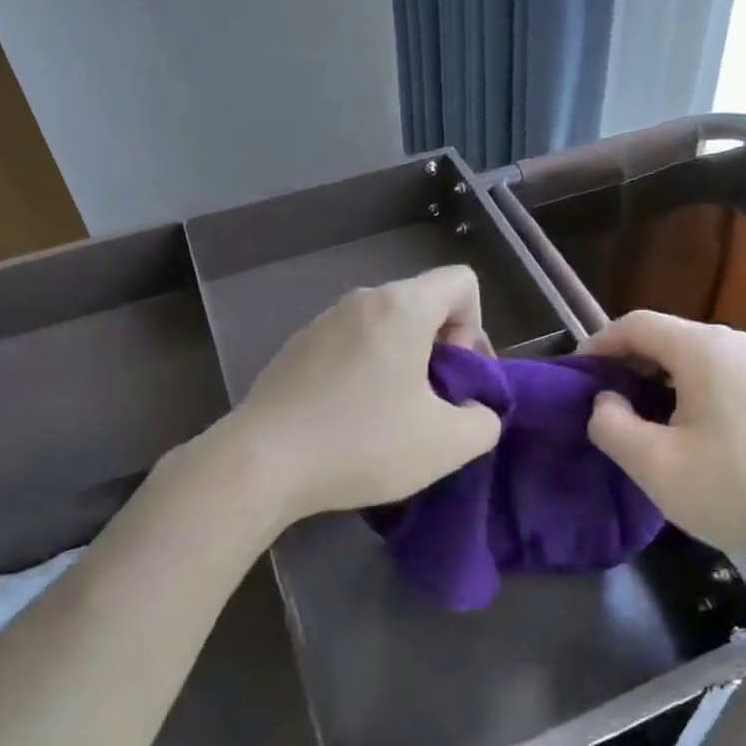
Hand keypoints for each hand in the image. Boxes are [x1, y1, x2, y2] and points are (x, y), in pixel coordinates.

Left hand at [221, 266, 501, 522]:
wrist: (261, 463)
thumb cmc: (363, 444)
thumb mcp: (447, 445)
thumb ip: (484, 421)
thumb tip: (474, 410)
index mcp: (401, 307)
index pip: (461, 282)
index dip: (475, 327)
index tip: (457, 376)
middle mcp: (361, 301)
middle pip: (423, 306)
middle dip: (440, 351)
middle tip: (431, 405)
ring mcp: (322, 322)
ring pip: (385, 328)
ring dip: (403, 364)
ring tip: (391, 418)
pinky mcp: (295, 349)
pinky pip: (350, 346)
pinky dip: (365, 372)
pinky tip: (350, 421)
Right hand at [583, 311, 745, 568]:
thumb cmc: (737, 489)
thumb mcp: (655, 464)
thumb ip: (612, 425)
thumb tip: (606, 401)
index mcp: (703, 348)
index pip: (636, 324)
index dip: (598, 345)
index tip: (575, 376)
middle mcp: (735, 344)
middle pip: (665, 337)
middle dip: (626, 365)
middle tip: (600, 404)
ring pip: (692, 359)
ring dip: (656, 382)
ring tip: (635, 421)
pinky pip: (717, 377)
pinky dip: (686, 393)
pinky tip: (682, 433)